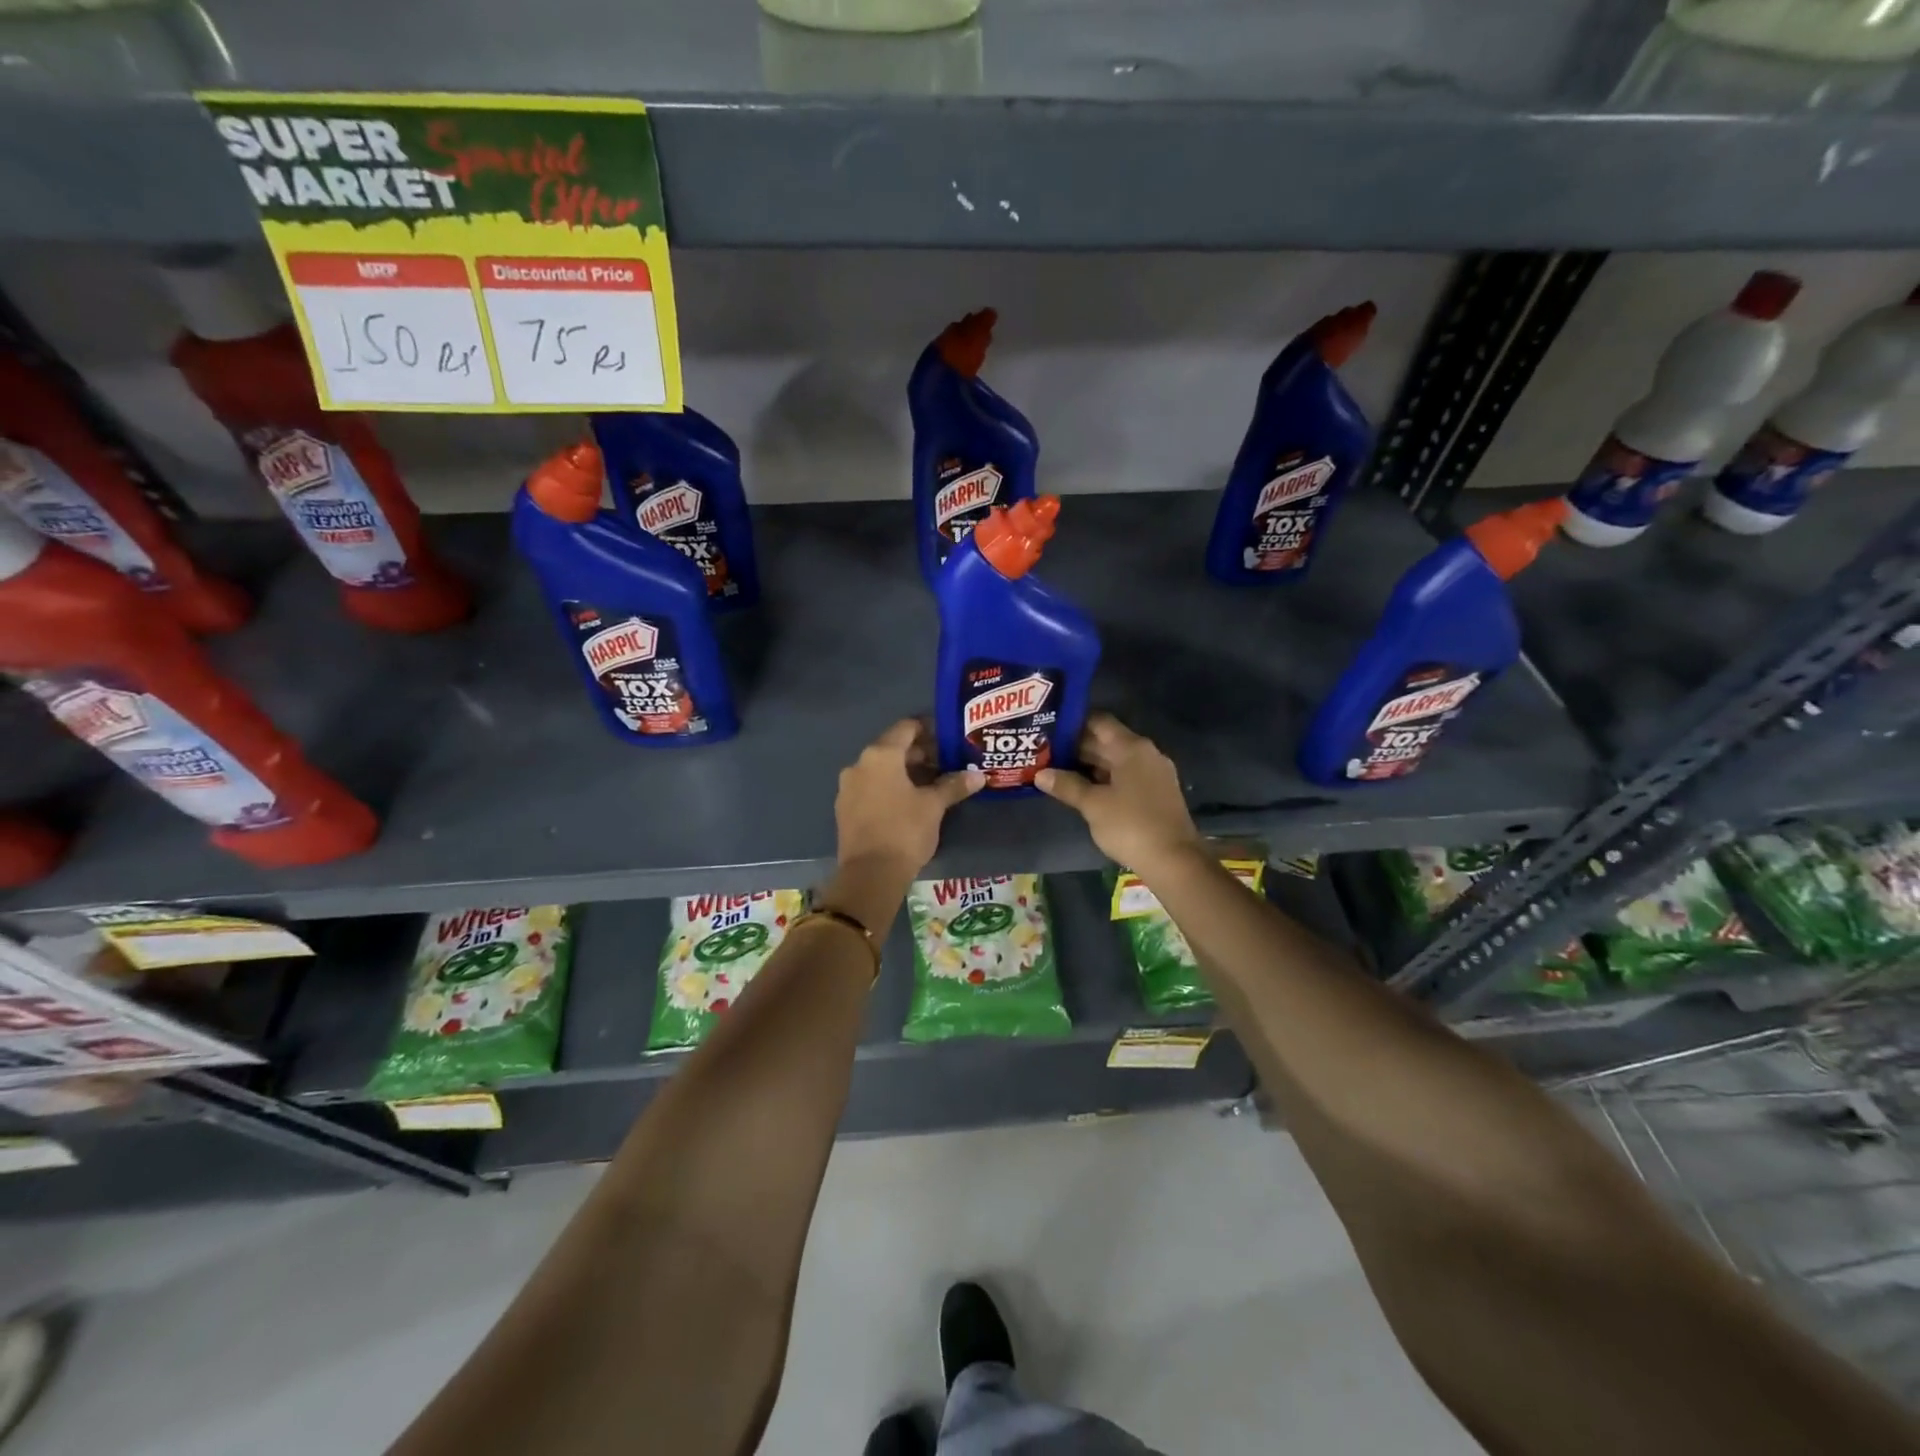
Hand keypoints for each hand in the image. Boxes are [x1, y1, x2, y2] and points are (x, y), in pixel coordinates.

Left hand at [835, 719, 983, 879]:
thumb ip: (954, 786)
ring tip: (932, 784)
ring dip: (905, 772)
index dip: (929, 729)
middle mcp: (859, 764)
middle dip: (920, 754)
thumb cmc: (905, 830)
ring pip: (881, 769)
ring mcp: (848, 787)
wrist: (870, 875)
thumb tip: (978, 776)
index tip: (948, 738)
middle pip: (893, 748)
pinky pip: (871, 787)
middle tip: (946, 763)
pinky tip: (909, 802)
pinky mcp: (845, 808)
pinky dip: (890, 788)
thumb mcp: (934, 806)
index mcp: (880, 755)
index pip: (906, 728)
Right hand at [1036, 713, 1202, 873]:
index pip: (1099, 722)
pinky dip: (1104, 779)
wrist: (1174, 860)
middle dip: (1076, 747)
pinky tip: (1082, 789)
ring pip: (1115, 761)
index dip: (1073, 723)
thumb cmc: (1130, 825)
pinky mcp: (1155, 793)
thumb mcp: (1093, 805)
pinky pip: (1125, 777)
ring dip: (1089, 765)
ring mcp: (1153, 774)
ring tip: (1056, 769)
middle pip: (1107, 741)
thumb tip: (1040, 774)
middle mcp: (1145, 754)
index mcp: (1131, 748)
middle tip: (1045, 752)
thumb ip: (1067, 785)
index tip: (1049, 729)